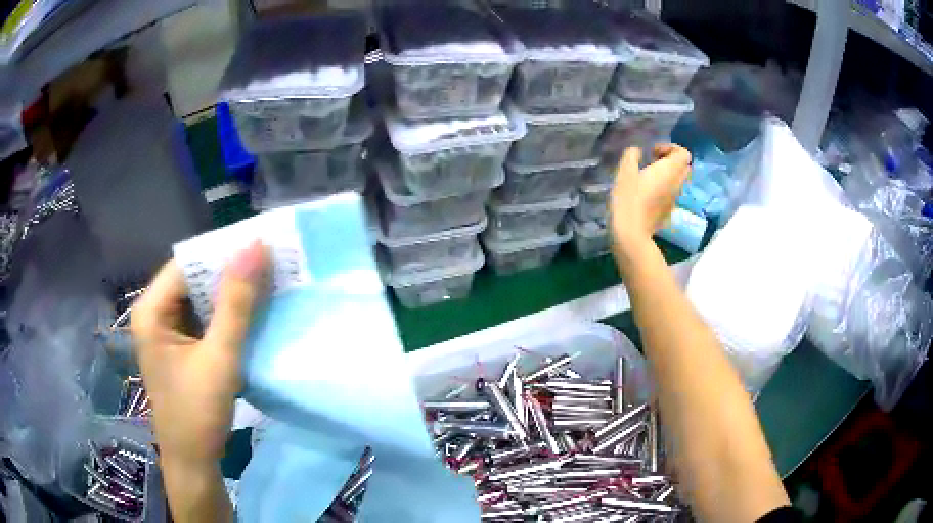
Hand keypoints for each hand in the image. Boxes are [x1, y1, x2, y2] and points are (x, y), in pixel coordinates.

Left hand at [131, 241, 269, 465]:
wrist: (193, 461)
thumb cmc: (198, 413)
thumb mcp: (220, 357)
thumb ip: (236, 303)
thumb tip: (256, 246)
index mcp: (151, 310)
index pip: (187, 265)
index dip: (222, 254)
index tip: (261, 247)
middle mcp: (154, 313)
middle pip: (193, 279)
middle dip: (229, 274)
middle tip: (270, 264)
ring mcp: (166, 331)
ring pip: (200, 299)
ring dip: (230, 294)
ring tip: (266, 282)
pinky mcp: (180, 346)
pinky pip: (204, 319)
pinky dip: (227, 315)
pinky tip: (252, 313)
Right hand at [610, 144, 691, 257]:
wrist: (631, 233)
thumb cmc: (628, 198)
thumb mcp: (625, 171)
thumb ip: (632, 155)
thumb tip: (637, 151)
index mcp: (670, 171)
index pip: (684, 153)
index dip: (670, 148)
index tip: (653, 152)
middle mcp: (677, 184)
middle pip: (684, 167)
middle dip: (671, 161)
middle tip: (652, 162)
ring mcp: (675, 200)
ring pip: (678, 181)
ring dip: (667, 175)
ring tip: (647, 178)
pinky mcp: (669, 211)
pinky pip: (671, 194)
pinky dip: (663, 188)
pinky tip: (646, 194)